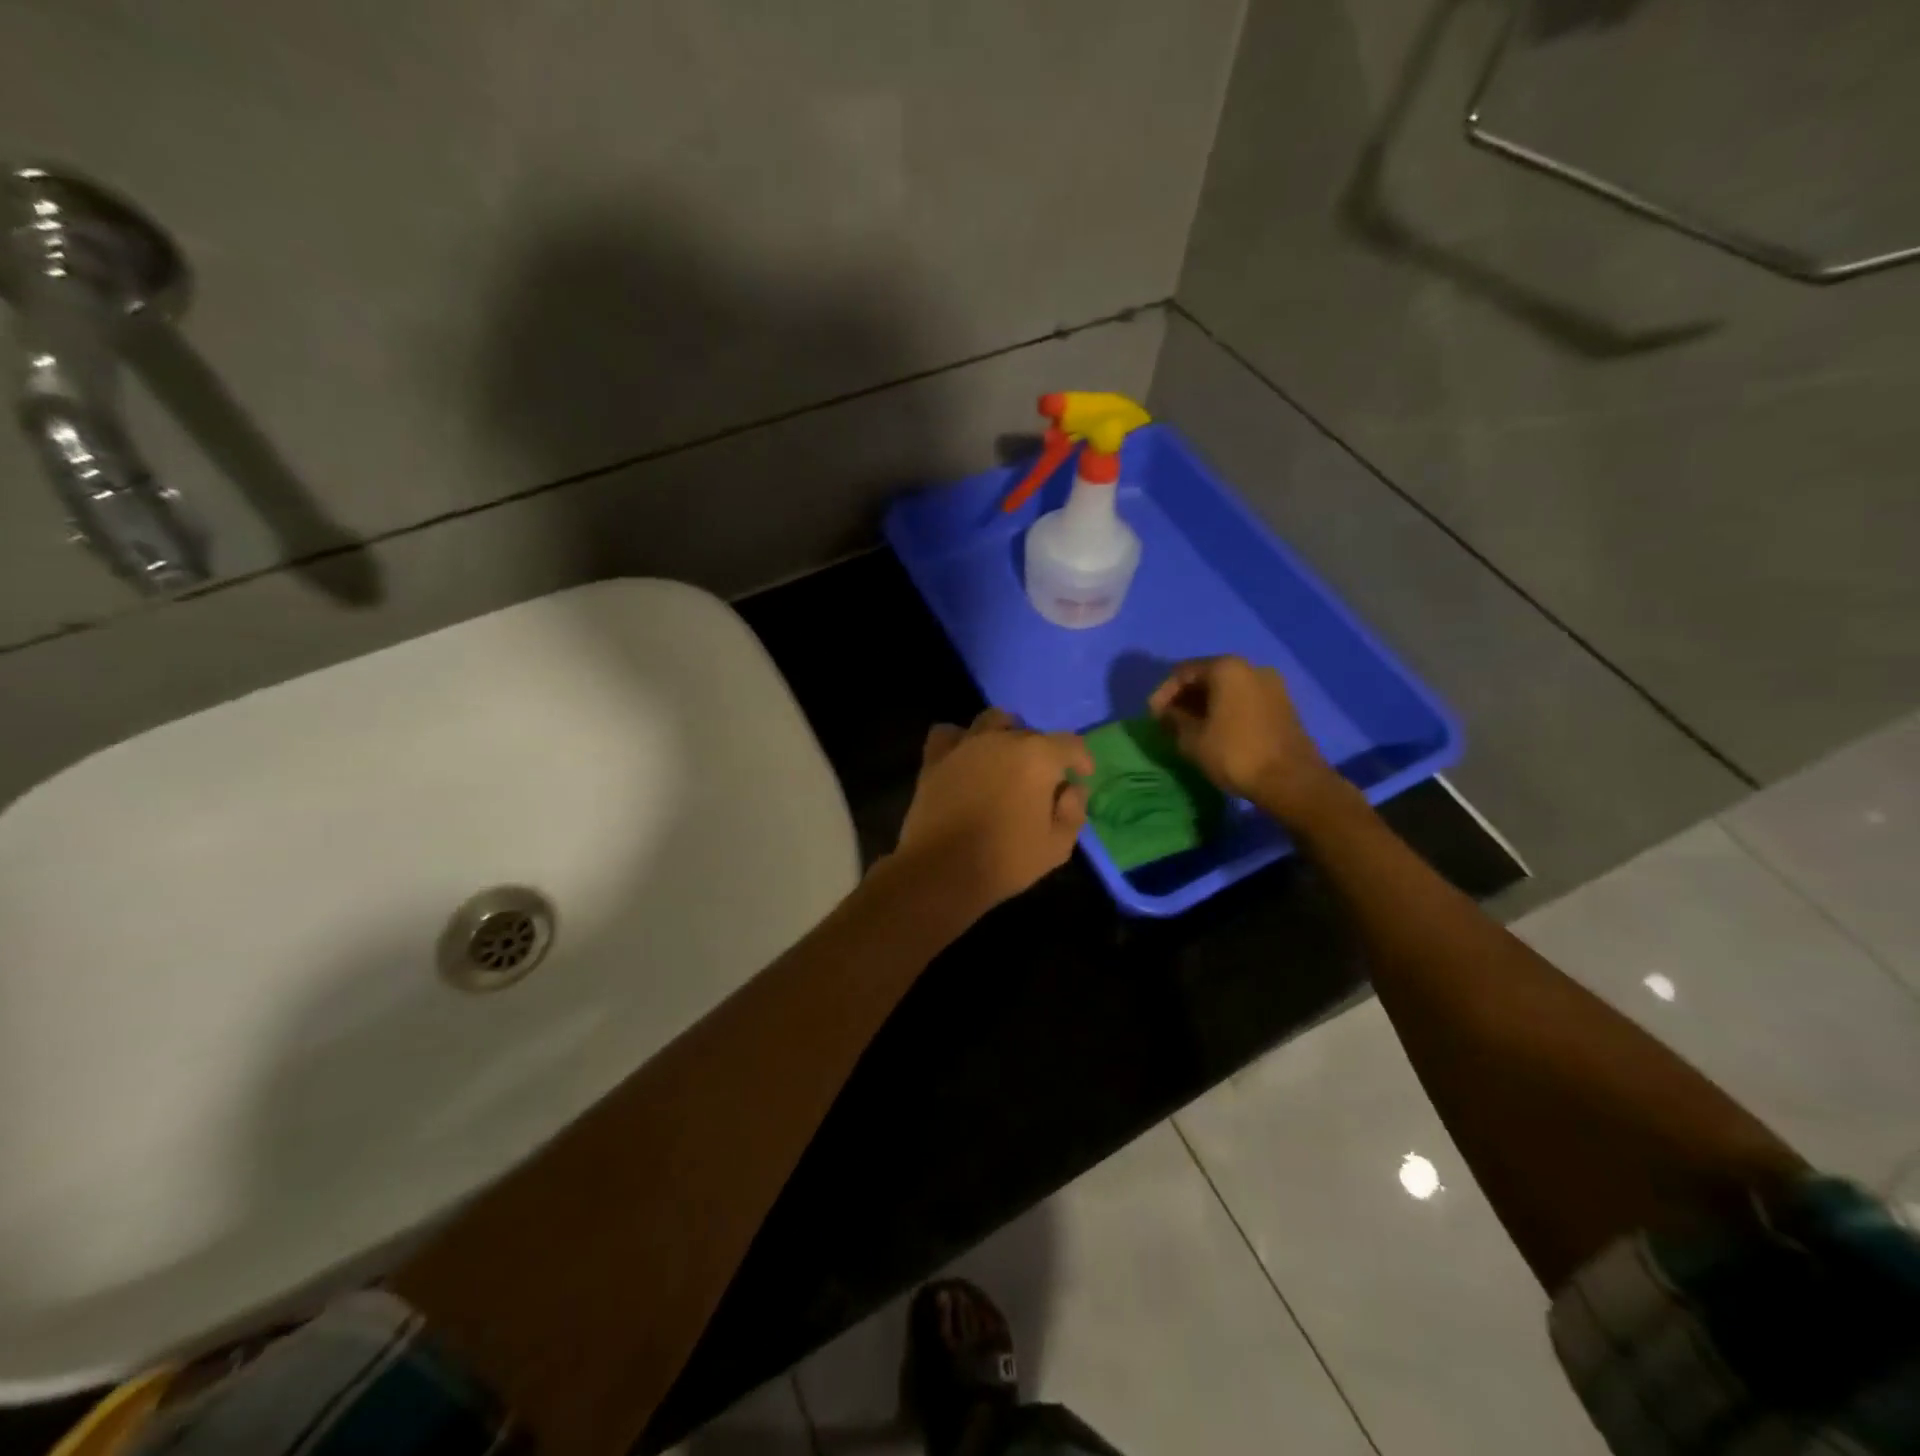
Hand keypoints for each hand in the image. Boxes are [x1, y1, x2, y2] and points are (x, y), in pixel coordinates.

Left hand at [896, 708, 1092, 912]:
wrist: (941, 870)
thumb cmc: (1005, 860)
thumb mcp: (1056, 846)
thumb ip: (1073, 812)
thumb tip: (1072, 790)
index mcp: (1038, 757)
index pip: (1070, 744)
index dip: (1080, 759)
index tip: (1082, 774)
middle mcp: (1002, 740)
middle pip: (1031, 734)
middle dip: (1042, 754)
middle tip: (1041, 782)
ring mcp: (965, 745)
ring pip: (992, 722)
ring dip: (1005, 734)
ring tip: (1006, 758)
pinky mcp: (935, 758)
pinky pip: (949, 733)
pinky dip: (960, 740)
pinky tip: (965, 757)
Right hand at [1149, 657, 1341, 825]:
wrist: (1291, 780)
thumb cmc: (1235, 754)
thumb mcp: (1192, 739)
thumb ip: (1174, 720)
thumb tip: (1166, 713)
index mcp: (1227, 668)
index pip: (1183, 672)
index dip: (1163, 693)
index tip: (1152, 717)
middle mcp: (1251, 667)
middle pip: (1207, 676)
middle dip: (1184, 697)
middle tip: (1168, 721)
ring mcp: (1271, 685)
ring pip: (1227, 688)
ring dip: (1204, 705)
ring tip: (1189, 728)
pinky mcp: (1282, 705)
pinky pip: (1244, 699)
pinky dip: (1225, 710)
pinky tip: (1214, 730)